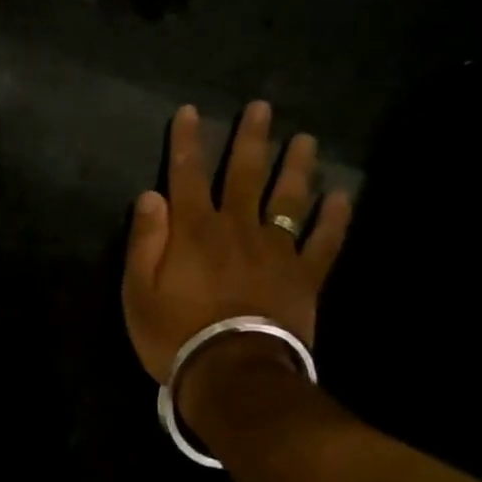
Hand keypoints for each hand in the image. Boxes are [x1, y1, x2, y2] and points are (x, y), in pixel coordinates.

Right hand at [122, 102, 351, 381]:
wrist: (233, 374)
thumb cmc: (175, 334)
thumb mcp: (138, 290)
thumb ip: (145, 240)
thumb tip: (151, 194)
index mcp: (194, 229)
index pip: (187, 174)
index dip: (186, 141)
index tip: (190, 111)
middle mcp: (236, 227)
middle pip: (245, 174)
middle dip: (251, 139)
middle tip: (262, 108)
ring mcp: (275, 250)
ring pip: (287, 198)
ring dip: (296, 166)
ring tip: (305, 139)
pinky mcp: (304, 276)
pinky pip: (323, 241)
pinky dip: (334, 219)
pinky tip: (342, 196)